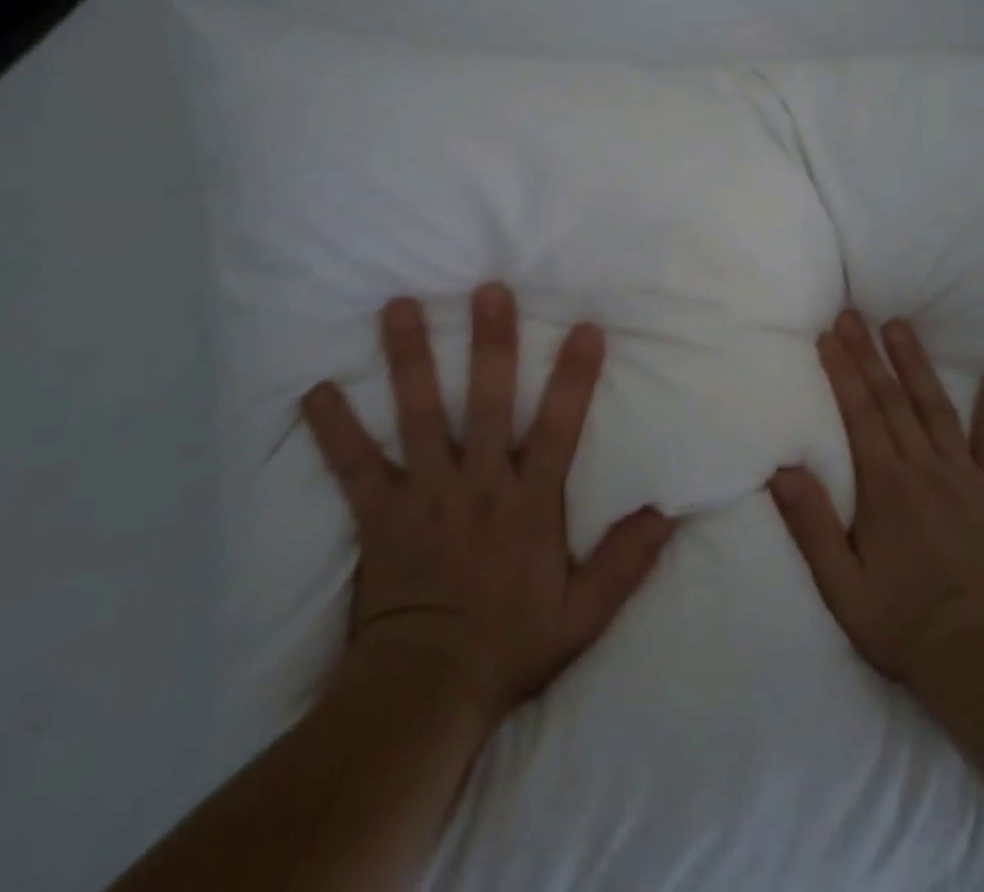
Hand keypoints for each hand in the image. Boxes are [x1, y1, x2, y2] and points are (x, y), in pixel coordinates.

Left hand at [301, 283, 675, 722]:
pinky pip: (354, 465)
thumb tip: (669, 513)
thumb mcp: (583, 615)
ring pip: (418, 416)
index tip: (585, 328)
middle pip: (485, 403)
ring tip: (399, 306)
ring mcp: (424, 494)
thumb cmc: (509, 646)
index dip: (574, 377)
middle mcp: (478, 485)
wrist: (425, 692)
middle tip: (487, 290)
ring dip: (409, 360)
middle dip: (490, 345)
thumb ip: (626, 561)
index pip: (558, 428)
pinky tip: (314, 391)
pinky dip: (334, 429)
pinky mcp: (380, 513)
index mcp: (529, 503)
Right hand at [769, 311, 983, 683]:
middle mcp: (923, 469)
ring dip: (915, 364)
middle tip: (854, 315)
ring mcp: (964, 478)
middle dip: (869, 353)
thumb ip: (811, 525)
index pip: (859, 414)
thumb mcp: (841, 585)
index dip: (843, 371)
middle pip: (891, 400)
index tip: (830, 337)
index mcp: (884, 486)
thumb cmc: (899, 622)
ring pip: (934, 408)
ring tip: (900, 326)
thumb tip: (782, 469)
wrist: (977, 659)